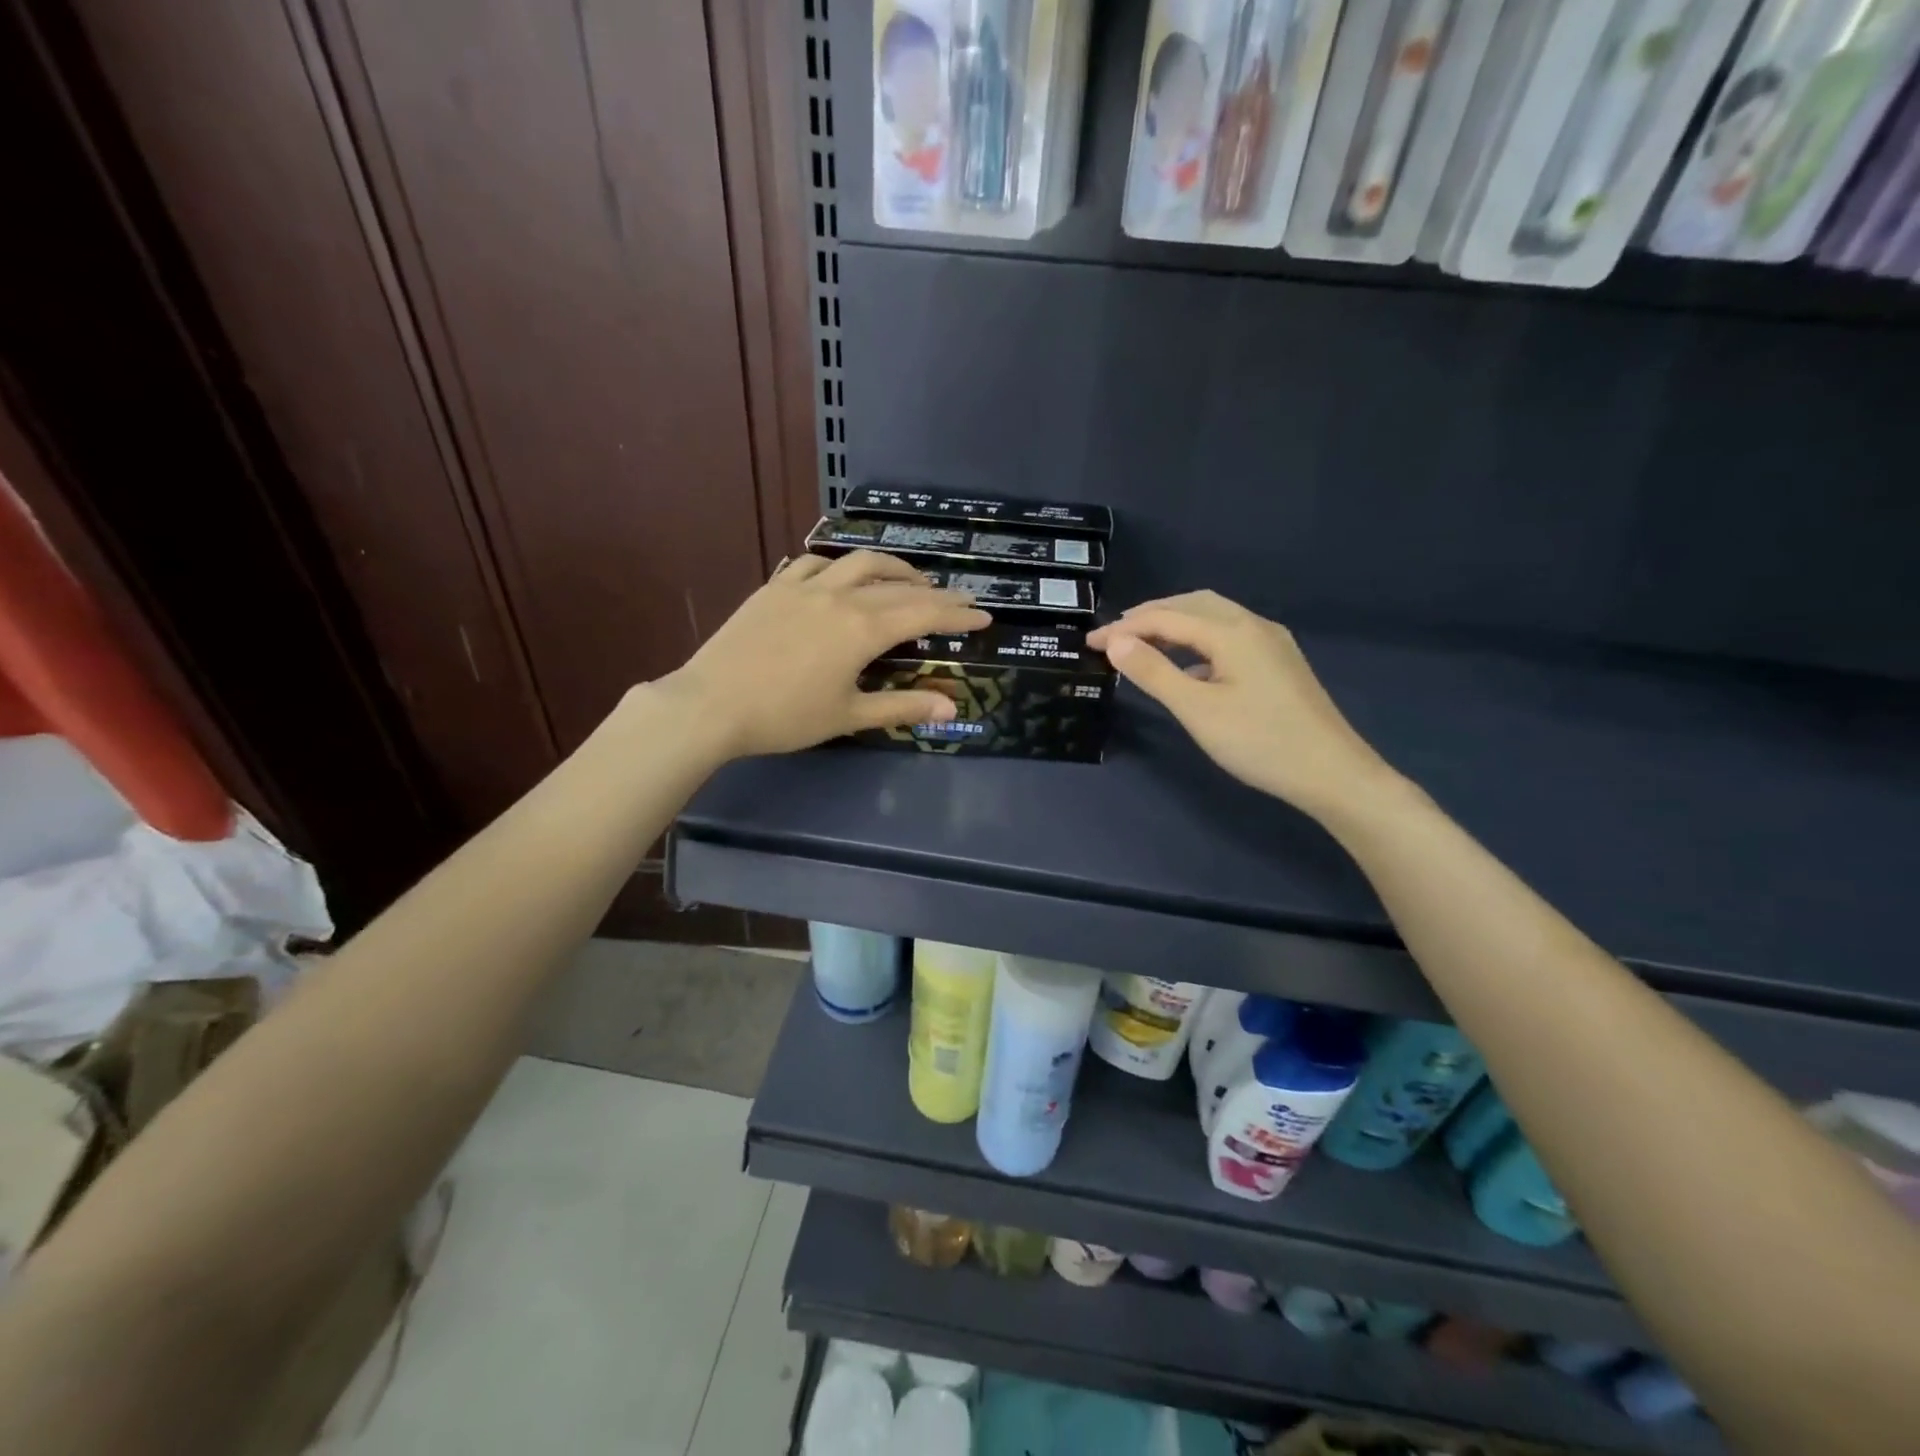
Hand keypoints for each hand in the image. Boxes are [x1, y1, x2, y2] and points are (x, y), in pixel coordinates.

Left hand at [657, 551, 990, 759]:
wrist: (712, 704)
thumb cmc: (785, 717)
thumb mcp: (849, 715)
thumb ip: (902, 707)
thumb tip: (950, 709)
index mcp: (863, 629)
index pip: (924, 614)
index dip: (957, 615)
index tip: (984, 615)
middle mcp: (840, 596)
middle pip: (900, 586)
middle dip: (936, 592)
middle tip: (960, 599)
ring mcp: (805, 586)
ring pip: (859, 561)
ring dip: (893, 567)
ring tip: (910, 580)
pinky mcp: (775, 587)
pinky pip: (814, 563)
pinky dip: (839, 565)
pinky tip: (842, 576)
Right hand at [1087, 592, 1403, 822]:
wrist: (1332, 773)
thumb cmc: (1259, 742)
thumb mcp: (1197, 710)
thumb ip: (1154, 672)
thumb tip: (1115, 643)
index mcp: (1232, 631)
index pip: (1166, 617)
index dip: (1124, 627)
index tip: (1090, 643)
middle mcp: (1253, 625)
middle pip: (1192, 605)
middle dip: (1149, 616)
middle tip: (1114, 637)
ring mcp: (1271, 642)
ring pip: (1214, 618)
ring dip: (1175, 624)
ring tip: (1142, 644)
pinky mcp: (1279, 662)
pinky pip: (1229, 636)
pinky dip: (1198, 641)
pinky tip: (1187, 667)